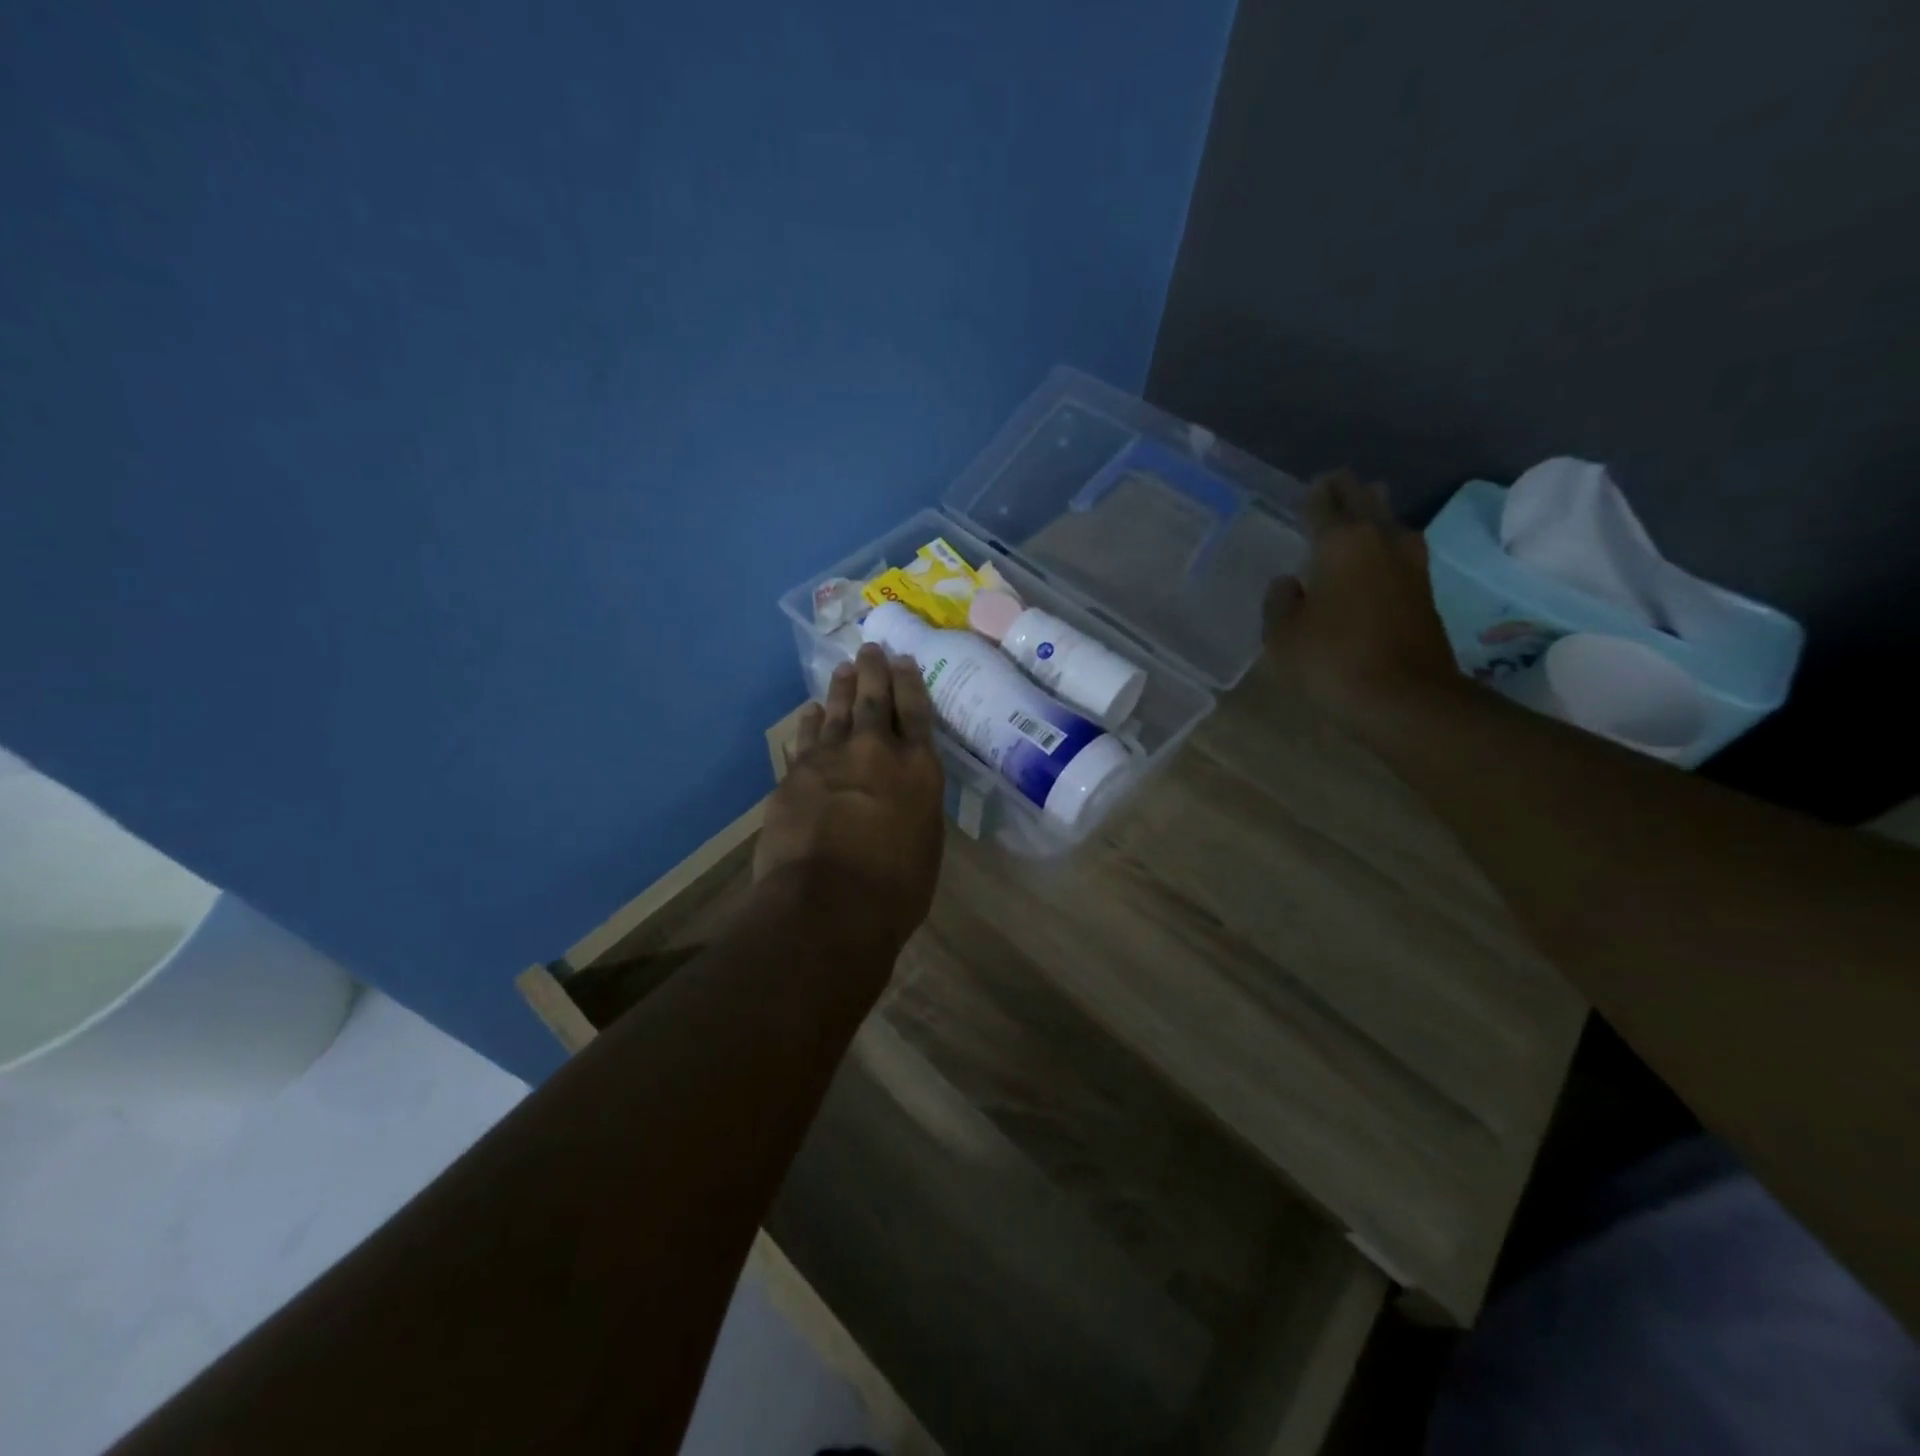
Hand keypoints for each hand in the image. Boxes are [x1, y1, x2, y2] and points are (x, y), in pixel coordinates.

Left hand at [754, 643, 946, 953]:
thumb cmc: (894, 890)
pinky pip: (806, 738)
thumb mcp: (924, 845)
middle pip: (875, 700)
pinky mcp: (796, 774)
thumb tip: (902, 796)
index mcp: (919, 770)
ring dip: (842, 688)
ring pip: (838, 711)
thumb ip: (915, 808)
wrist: (826, 905)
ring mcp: (831, 758)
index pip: (917, 713)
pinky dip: (811, 722)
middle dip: (874, 671)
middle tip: (870, 649)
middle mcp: (877, 752)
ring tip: (844, 669)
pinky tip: (812, 711)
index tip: (904, 660)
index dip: (910, 683)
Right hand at [1263, 470, 1461, 730]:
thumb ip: (1280, 602)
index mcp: (1341, 543)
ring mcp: (1410, 564)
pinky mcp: (1424, 591)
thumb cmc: (1332, 660)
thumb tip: (1289, 583)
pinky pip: (1400, 550)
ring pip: (1390, 522)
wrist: (1404, 698)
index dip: (1313, 494)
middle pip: (1366, 501)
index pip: (1324, 505)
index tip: (1308, 486)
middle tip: (1334, 483)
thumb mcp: (1283, 635)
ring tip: (1360, 509)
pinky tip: (1376, 553)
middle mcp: (1380, 541)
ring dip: (1375, 512)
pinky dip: (1385, 543)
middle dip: (1348, 490)